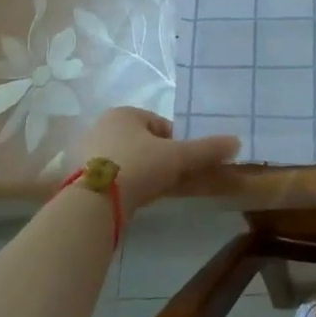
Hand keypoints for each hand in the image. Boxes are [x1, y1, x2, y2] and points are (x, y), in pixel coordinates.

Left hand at [70, 108, 239, 212]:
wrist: (92, 202)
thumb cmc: (137, 166)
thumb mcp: (177, 156)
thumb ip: (206, 150)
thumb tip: (237, 142)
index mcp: (124, 113)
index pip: (160, 124)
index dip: (176, 143)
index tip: (182, 163)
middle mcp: (102, 127)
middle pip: (143, 143)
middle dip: (159, 160)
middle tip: (170, 179)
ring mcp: (87, 154)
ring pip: (127, 161)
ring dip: (143, 174)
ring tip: (152, 192)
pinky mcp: (78, 179)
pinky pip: (111, 178)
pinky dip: (125, 187)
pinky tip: (132, 200)